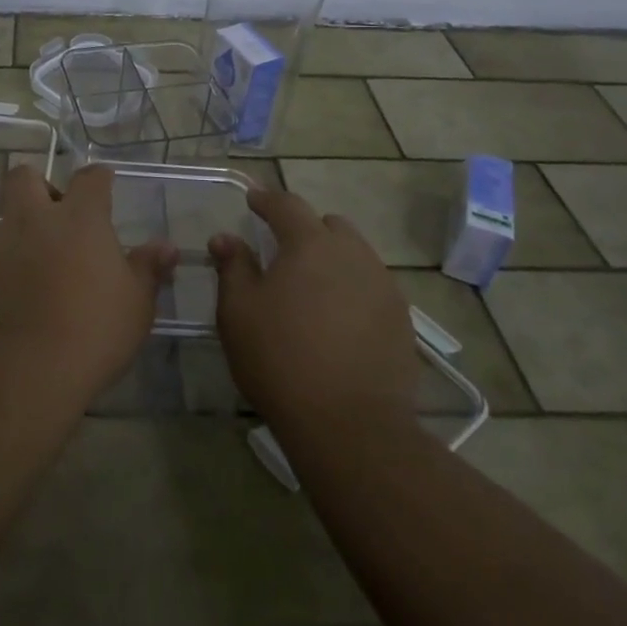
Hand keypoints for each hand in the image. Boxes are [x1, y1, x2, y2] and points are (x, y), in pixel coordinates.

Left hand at [0, 164, 176, 405]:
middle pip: (24, 177)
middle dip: (36, 188)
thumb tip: (167, 247)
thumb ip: (148, 269)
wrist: (23, 374)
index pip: (90, 178)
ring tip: (21, 262)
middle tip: (50, 218)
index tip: (103, 185)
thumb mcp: (136, 305)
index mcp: (79, 218)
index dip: (98, 179)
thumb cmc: (93, 333)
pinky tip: (1, 293)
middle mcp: (32, 218)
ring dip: (7, 231)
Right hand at [210, 188, 419, 429]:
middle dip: (305, 229)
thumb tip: (225, 238)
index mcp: (310, 244)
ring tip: (312, 288)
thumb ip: (233, 267)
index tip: (252, 200)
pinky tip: (338, 320)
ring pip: (356, 255)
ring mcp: (384, 286)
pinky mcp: (402, 320)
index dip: (266, 200)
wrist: (351, 425)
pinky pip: (372, 287)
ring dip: (332, 259)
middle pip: (329, 225)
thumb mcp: (238, 312)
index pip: (287, 205)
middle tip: (283, 251)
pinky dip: (352, 290)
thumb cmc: (281, 359)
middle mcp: (353, 254)